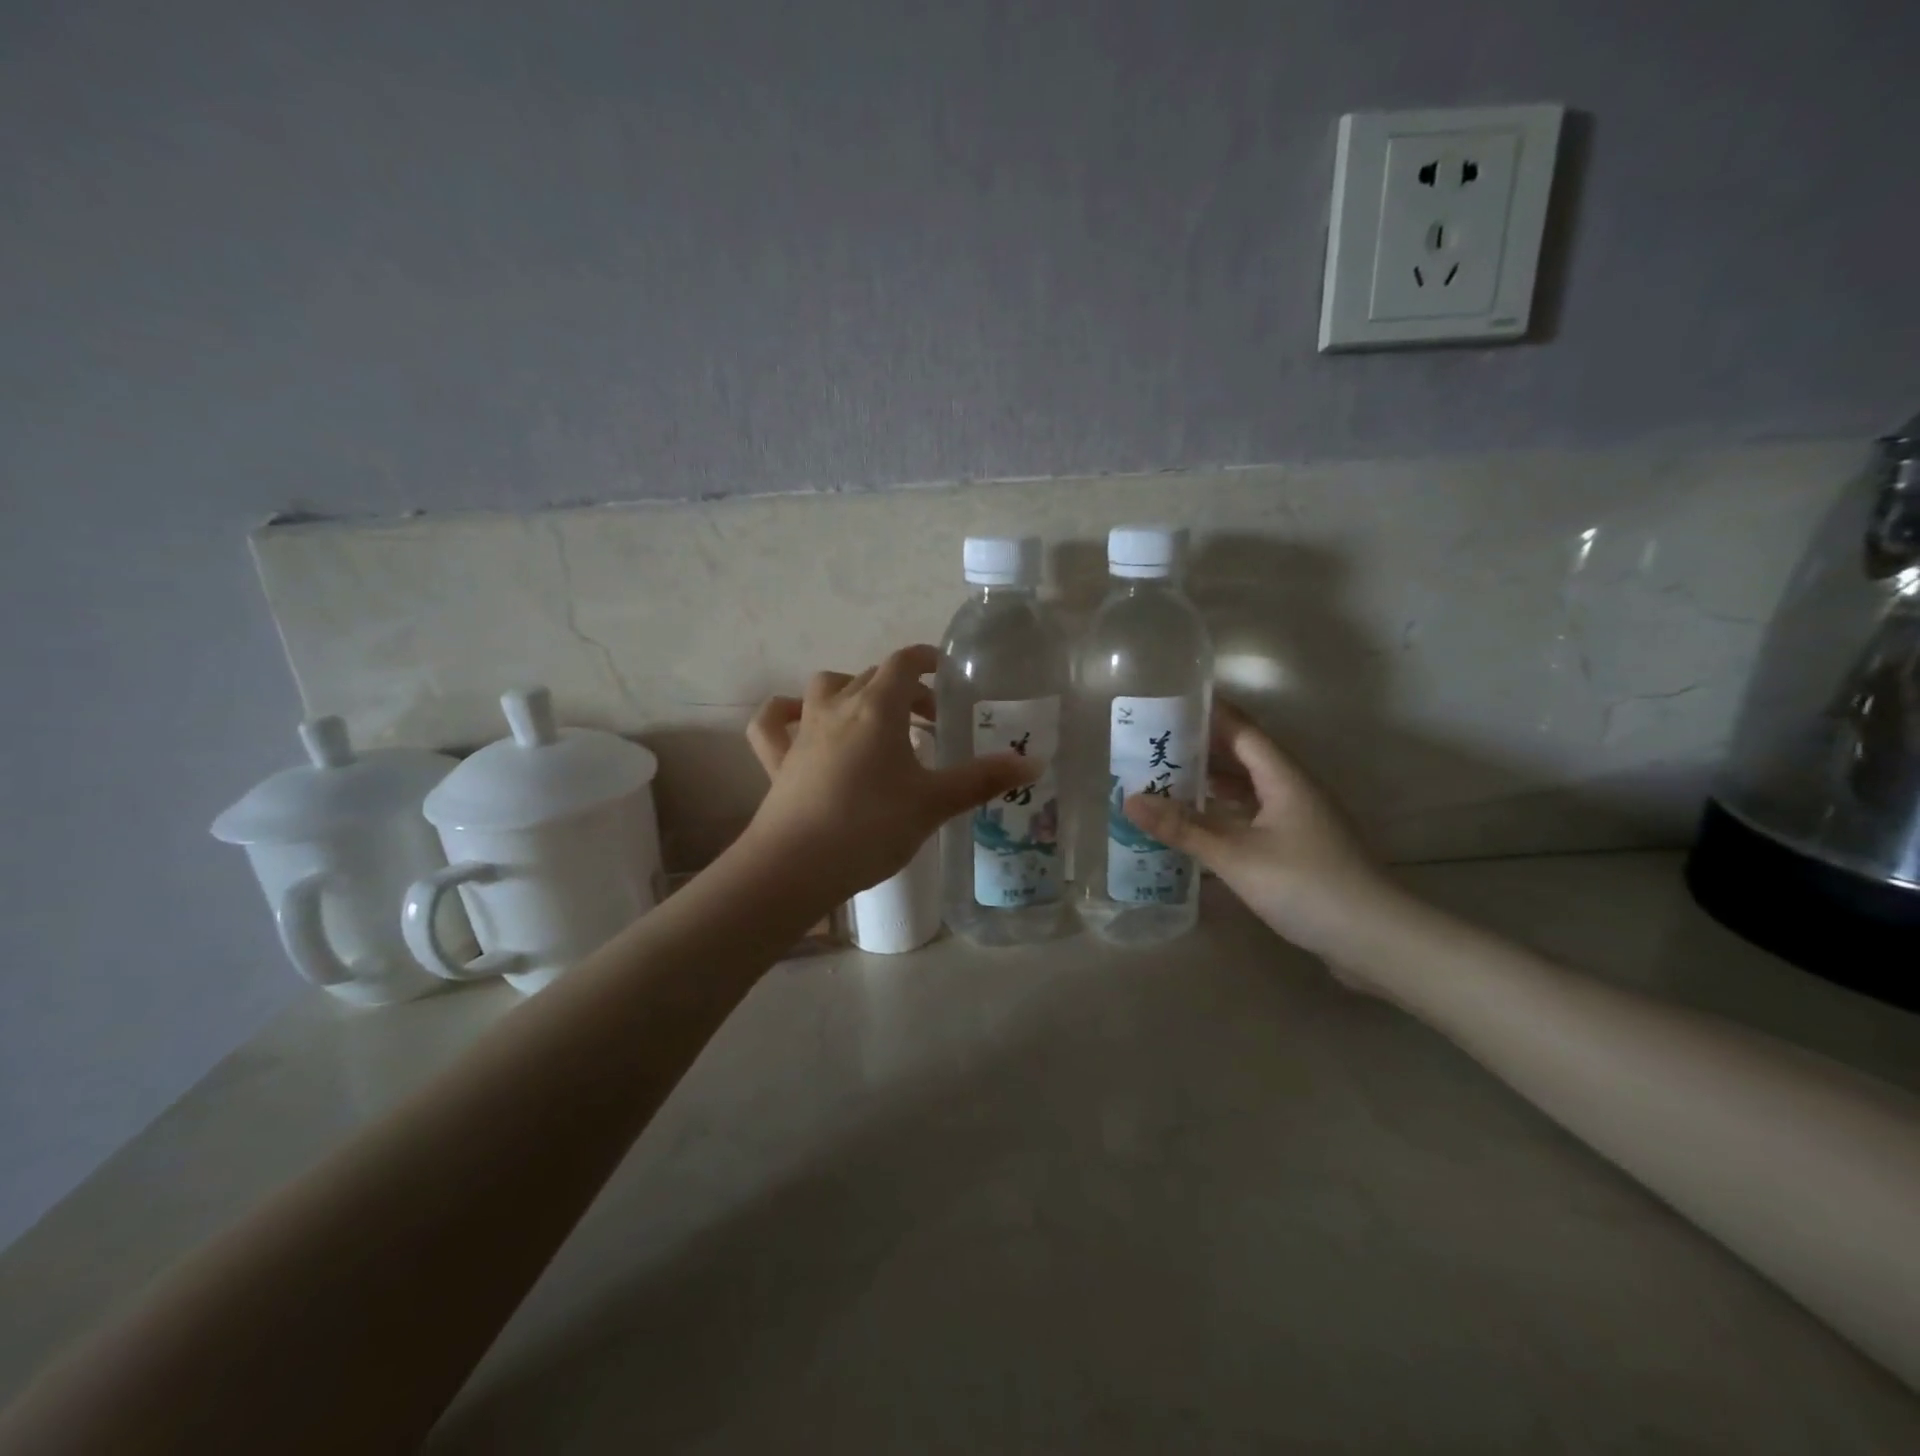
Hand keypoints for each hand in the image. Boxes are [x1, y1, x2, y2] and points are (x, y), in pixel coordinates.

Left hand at [743, 645, 1038, 906]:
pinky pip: (774, 723)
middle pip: (871, 677)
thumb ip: (982, 779)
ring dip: (851, 691)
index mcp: (877, 709)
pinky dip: (786, 714)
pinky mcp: (777, 760)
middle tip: (928, 719)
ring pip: (824, 688)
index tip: (946, 673)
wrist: (796, 866)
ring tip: (873, 717)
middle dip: (903, 689)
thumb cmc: (871, 827)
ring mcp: (802, 732)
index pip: (904, 663)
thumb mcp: (934, 803)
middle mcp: (836, 707)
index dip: (927, 660)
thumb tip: (1035, 763)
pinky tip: (799, 721)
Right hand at [1122, 702, 1405, 970]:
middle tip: (1153, 748)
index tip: (1168, 705)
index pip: (1242, 730)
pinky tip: (1199, 828)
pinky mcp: (1301, 849)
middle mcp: (1294, 790)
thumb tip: (1130, 800)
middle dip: (1201, 751)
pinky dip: (1225, 815)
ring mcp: (1301, 820)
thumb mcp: (1235, 855)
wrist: (1376, 939)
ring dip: (1211, 785)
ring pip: (1249, 790)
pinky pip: (1254, 817)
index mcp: (1284, 777)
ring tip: (1165, 783)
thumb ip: (1183, 828)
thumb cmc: (1305, 885)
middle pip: (1244, 757)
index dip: (1207, 714)